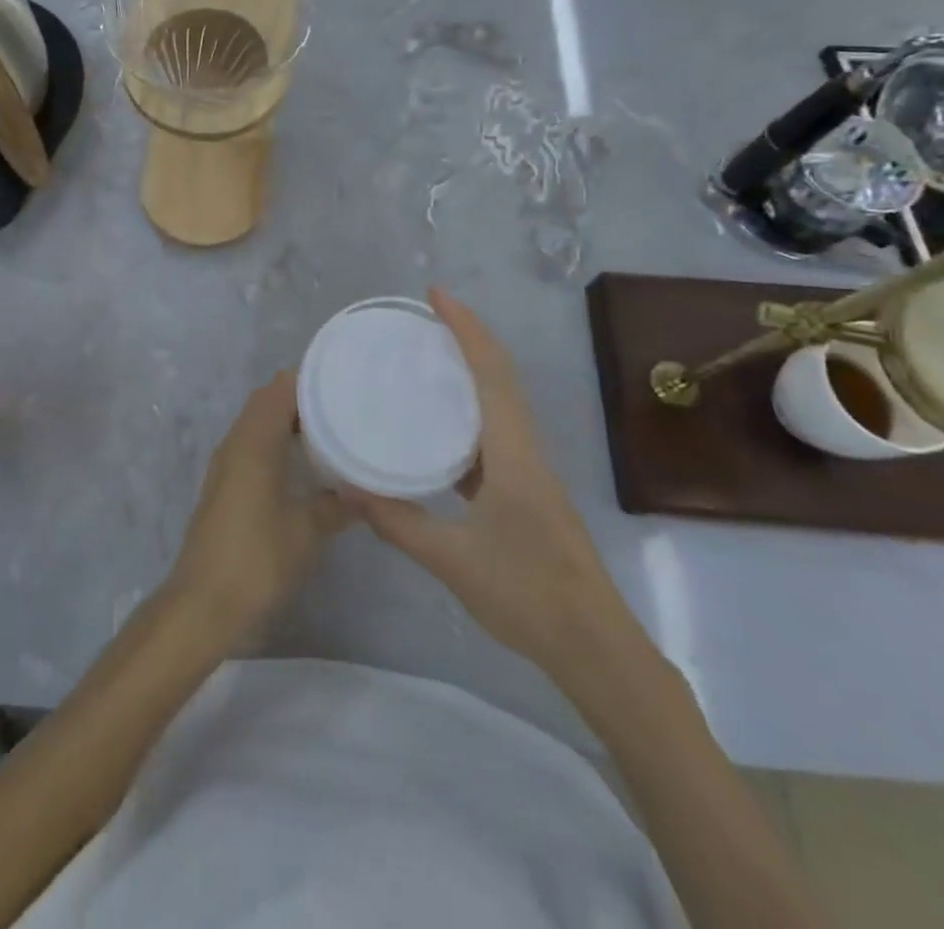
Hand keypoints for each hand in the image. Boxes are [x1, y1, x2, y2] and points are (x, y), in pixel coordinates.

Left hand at [168, 371, 354, 641]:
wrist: (203, 602)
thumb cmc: (257, 559)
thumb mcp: (306, 532)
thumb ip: (335, 505)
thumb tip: (362, 491)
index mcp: (253, 443)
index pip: (278, 389)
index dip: (309, 380)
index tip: (343, 383)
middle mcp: (235, 443)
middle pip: (266, 401)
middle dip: (301, 398)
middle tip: (342, 406)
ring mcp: (225, 464)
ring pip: (257, 423)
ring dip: (287, 420)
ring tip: (329, 431)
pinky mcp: (223, 484)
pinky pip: (251, 445)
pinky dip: (275, 441)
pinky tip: (301, 464)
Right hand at [354, 288, 636, 678]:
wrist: (596, 649)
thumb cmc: (528, 596)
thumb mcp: (452, 561)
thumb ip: (397, 522)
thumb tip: (348, 486)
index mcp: (514, 454)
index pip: (491, 374)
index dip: (466, 329)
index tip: (436, 295)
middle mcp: (526, 451)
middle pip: (501, 377)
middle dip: (468, 338)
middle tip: (424, 318)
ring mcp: (530, 472)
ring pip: (501, 405)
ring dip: (471, 372)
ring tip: (427, 361)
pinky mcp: (527, 492)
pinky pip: (495, 435)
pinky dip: (468, 415)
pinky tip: (437, 431)